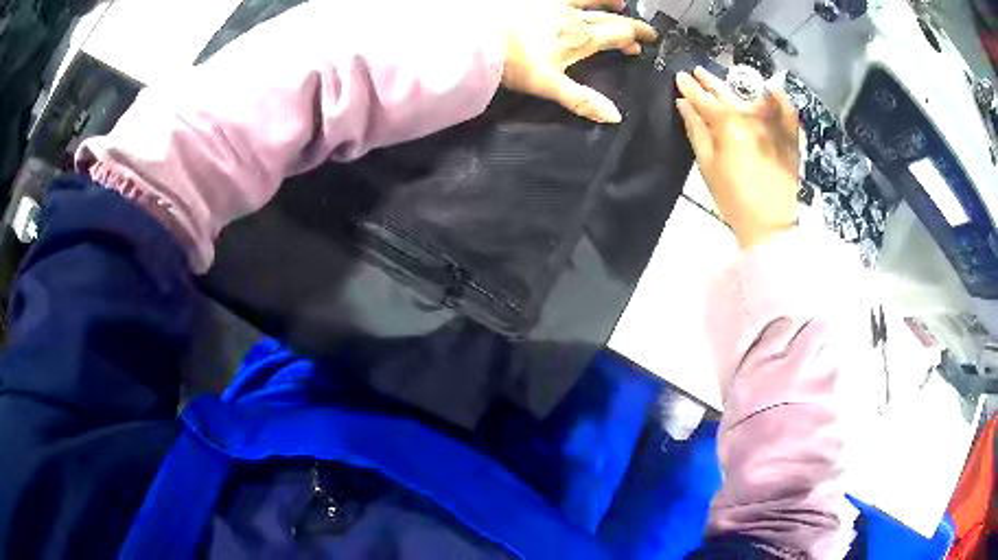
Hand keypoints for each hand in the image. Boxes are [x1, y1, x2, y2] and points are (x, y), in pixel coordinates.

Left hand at [502, 0, 656, 123]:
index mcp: (582, 39)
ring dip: (608, 3)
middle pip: (610, 19)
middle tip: (643, 32)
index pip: (618, 35)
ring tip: (620, 4)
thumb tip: (615, 117)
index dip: (634, 39)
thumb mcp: (550, 86)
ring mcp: (556, 6)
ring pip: (591, 2)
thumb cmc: (515, 64)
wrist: (482, 40)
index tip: (643, 46)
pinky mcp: (539, 2)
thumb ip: (582, 100)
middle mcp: (574, 19)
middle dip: (629, 25)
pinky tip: (579, 1)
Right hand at [675, 67, 800, 249]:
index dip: (690, 88)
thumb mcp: (707, 166)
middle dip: (711, 81)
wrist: (770, 224)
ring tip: (728, 78)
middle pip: (728, 93)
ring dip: (739, 84)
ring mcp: (775, 124)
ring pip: (754, 95)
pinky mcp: (790, 137)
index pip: (704, 99)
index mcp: (728, 125)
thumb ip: (696, 130)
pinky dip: (780, 98)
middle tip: (698, 71)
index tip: (680, 77)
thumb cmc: (733, 198)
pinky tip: (771, 89)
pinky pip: (787, 110)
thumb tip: (684, 103)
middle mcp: (752, 117)